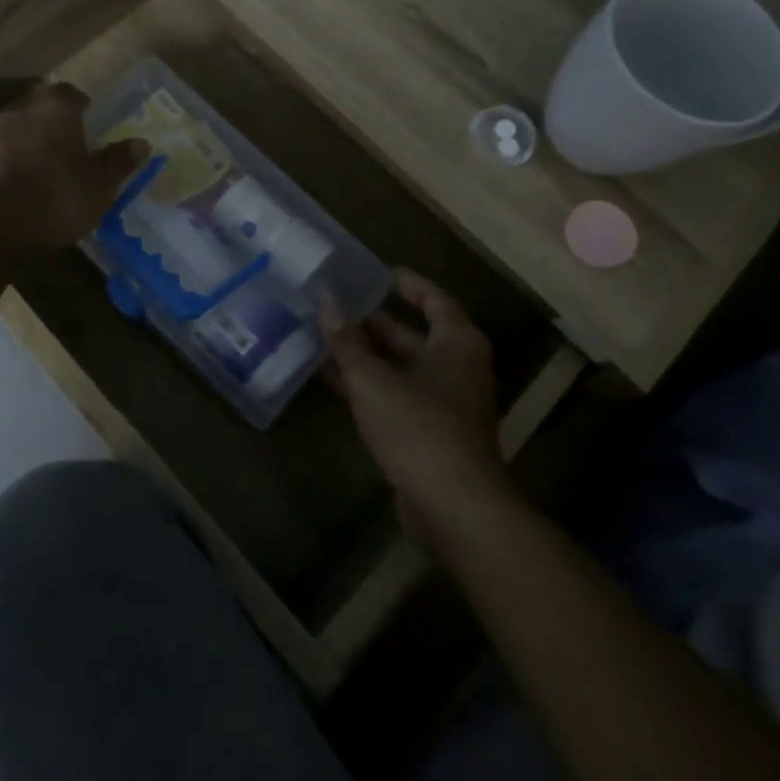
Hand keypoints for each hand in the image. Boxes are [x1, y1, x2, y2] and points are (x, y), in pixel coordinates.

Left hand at [0, 83, 147, 252]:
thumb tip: (142, 143)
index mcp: (55, 111)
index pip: (67, 92)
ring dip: (31, 147)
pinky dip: (14, 169)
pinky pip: (2, 161)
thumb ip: (118, 161)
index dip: (79, 101)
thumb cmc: (57, 196)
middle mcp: (21, 116)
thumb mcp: (100, 184)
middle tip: (70, 141)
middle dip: (52, 124)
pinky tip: (25, 190)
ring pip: (18, 136)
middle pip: (39, 111)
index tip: (88, 111)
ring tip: (48, 169)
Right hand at [323, 270, 507, 537]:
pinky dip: (369, 386)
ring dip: (365, 355)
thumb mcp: (373, 378)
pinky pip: (396, 396)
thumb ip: (347, 339)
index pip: (433, 299)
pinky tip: (332, 379)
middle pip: (412, 334)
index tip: (375, 272)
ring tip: (323, 336)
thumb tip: (325, 298)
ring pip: (400, 368)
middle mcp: (456, 367)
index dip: (406, 283)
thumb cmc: (419, 427)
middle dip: (373, 322)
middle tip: (334, 304)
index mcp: (456, 343)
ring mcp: (445, 403)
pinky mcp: (430, 434)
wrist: (454, 508)